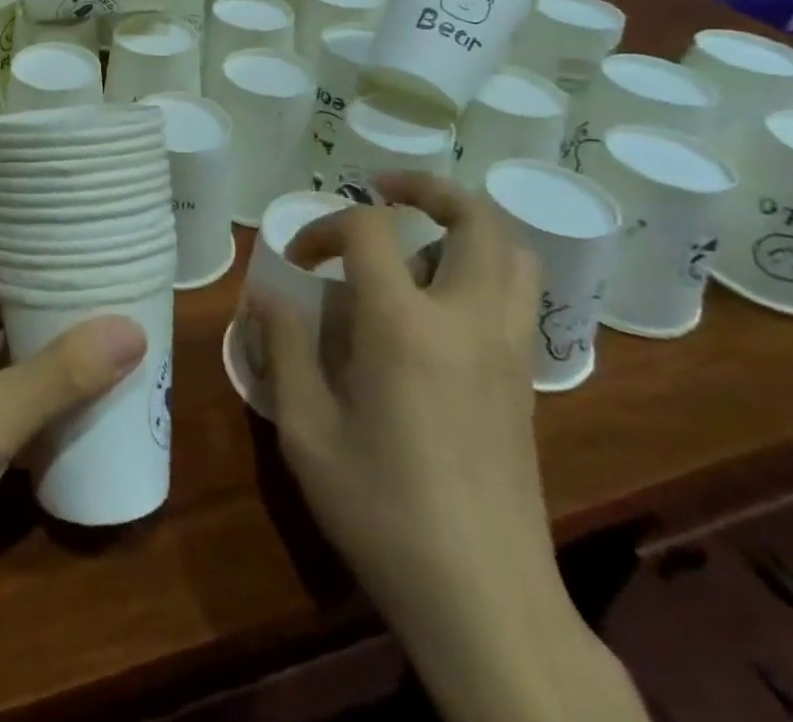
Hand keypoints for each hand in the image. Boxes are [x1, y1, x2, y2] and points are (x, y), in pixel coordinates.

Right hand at [251, 172, 645, 721]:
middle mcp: (468, 321)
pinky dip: (481, 267)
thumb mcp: (306, 431)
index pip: (371, 230)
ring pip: (511, 251)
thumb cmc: (383, 513)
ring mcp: (509, 350)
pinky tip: (436, 303)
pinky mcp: (527, 381)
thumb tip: (265, 295)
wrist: (487, 604)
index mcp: (406, 326)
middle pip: (475, 218)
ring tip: (415, 241)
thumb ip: (283, 349)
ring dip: (463, 225)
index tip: (297, 261)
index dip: (325, 226)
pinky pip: (515, 293)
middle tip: (382, 191)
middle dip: (427, 189)